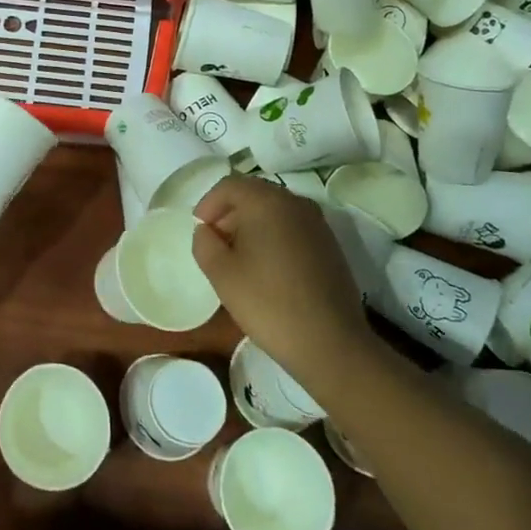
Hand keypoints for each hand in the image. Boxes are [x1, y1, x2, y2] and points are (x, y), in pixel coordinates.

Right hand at [192, 176, 372, 390]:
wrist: (331, 343)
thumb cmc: (268, 303)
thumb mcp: (221, 274)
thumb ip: (204, 243)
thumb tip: (207, 231)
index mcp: (266, 201)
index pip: (229, 186)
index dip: (208, 204)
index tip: (199, 231)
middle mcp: (295, 202)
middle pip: (253, 194)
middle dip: (229, 213)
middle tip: (215, 244)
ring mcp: (317, 223)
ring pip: (274, 211)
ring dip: (252, 225)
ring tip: (239, 258)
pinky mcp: (330, 244)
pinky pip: (292, 228)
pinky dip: (274, 237)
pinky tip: (267, 269)